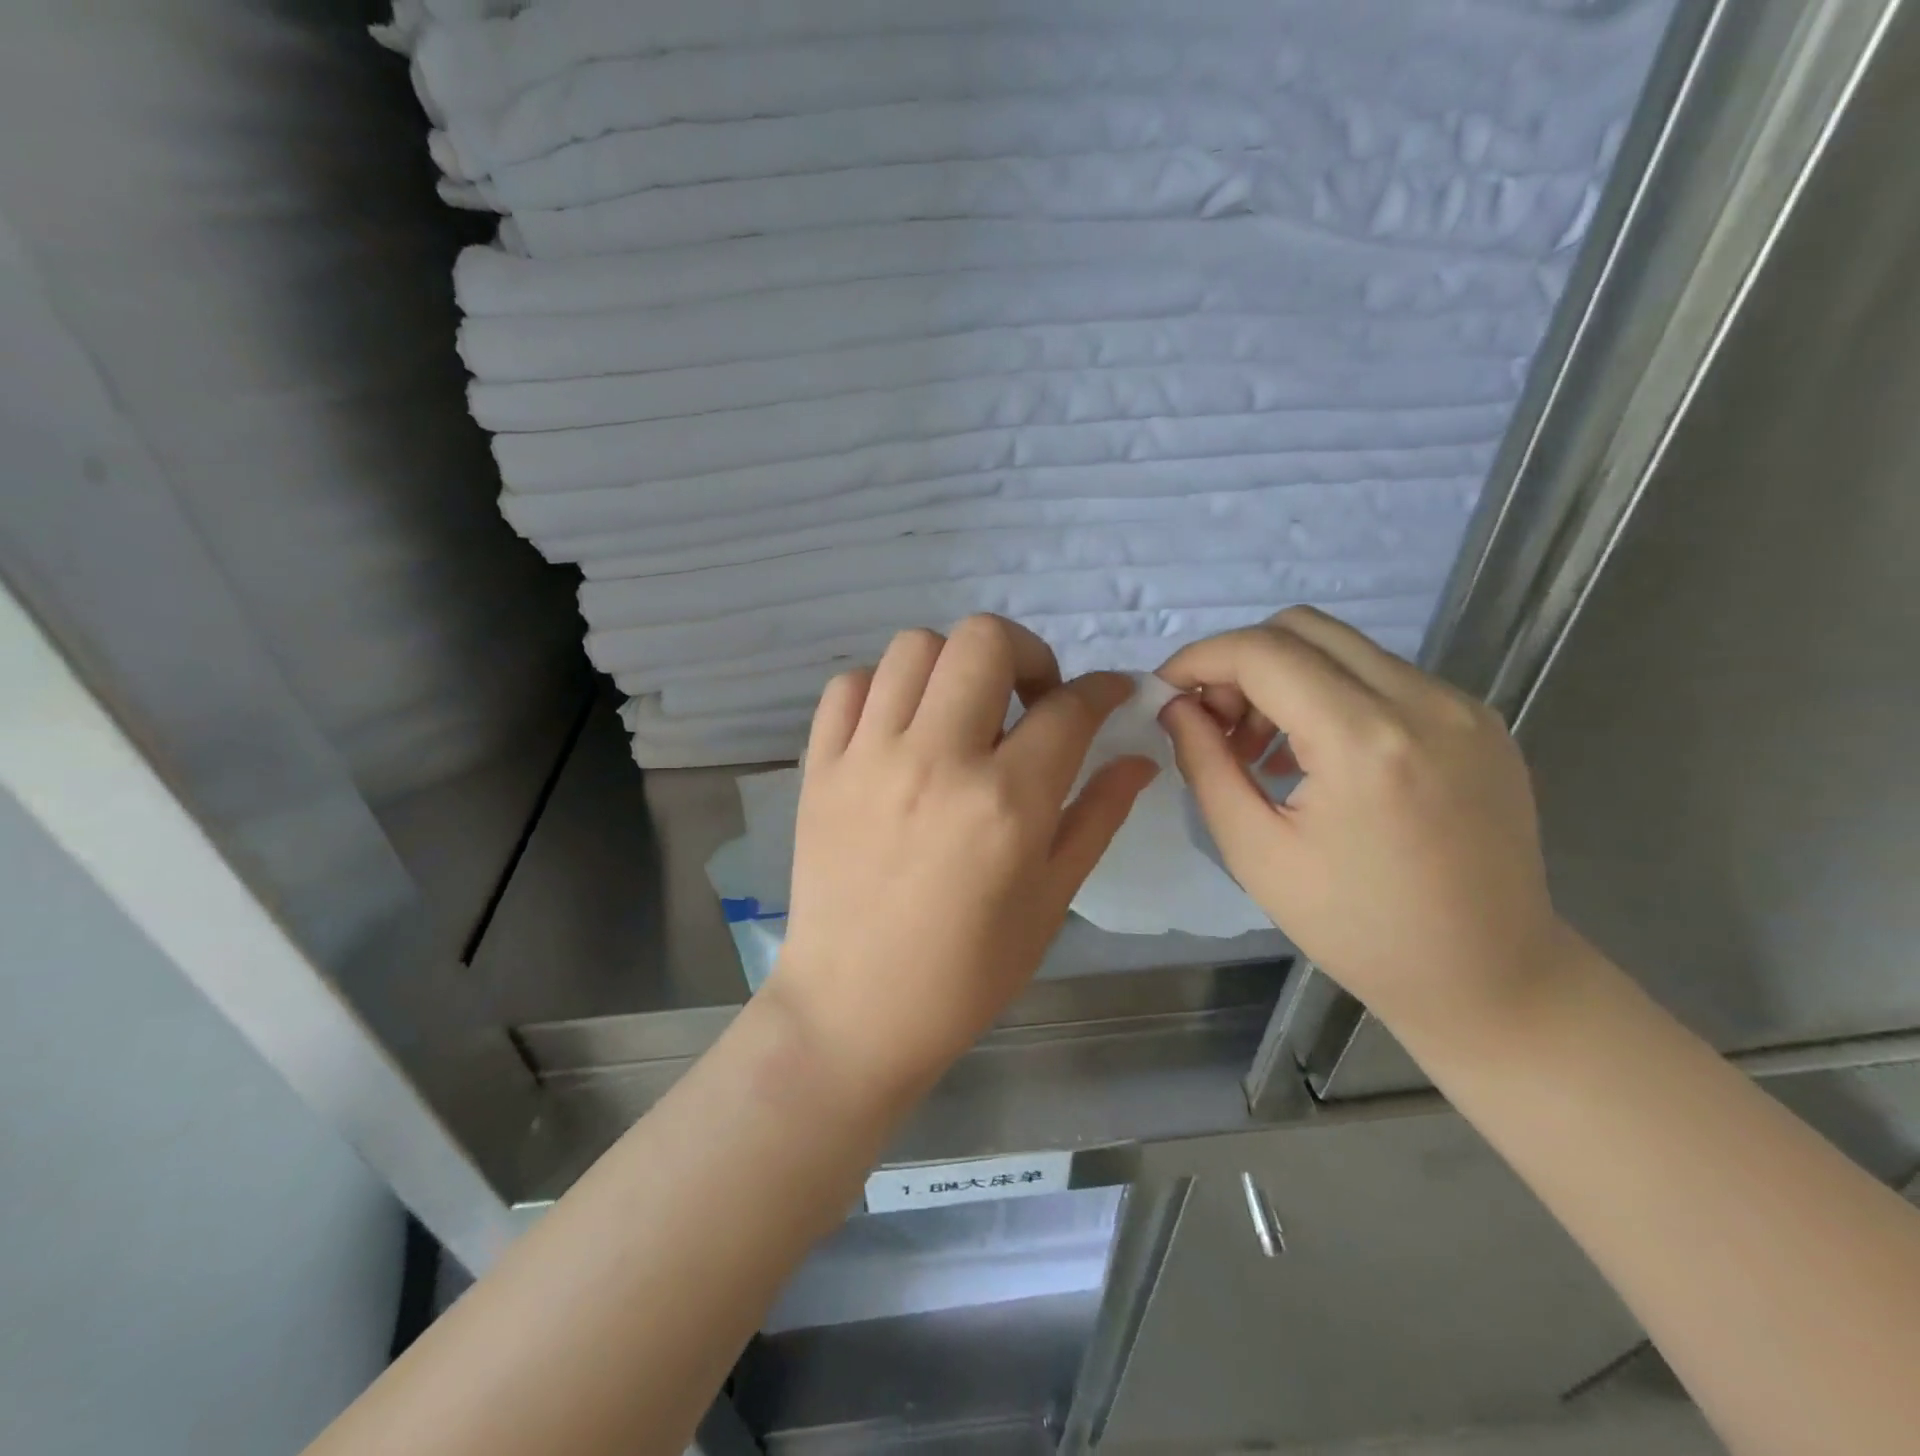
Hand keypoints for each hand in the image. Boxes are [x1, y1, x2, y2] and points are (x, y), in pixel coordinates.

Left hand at [769, 615, 1157, 1102]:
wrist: (854, 1010)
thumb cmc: (966, 971)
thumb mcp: (1051, 900)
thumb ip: (1097, 816)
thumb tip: (1139, 759)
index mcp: (1006, 802)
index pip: (1068, 708)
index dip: (1101, 689)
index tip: (1108, 693)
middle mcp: (936, 760)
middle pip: (984, 640)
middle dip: (1026, 653)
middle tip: (1031, 700)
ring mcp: (868, 757)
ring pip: (915, 647)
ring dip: (954, 664)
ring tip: (963, 710)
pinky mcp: (820, 767)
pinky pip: (850, 686)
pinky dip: (884, 688)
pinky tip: (901, 727)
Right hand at [1157, 607, 1568, 1045]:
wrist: (1488, 976)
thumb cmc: (1356, 928)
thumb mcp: (1255, 851)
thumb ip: (1205, 764)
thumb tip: (1176, 706)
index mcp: (1364, 742)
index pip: (1263, 652)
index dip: (1200, 659)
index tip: (1166, 692)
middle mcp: (1423, 702)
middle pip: (1303, 628)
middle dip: (1240, 661)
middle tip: (1216, 723)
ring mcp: (1461, 706)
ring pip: (1343, 647)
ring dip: (1284, 677)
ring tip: (1265, 748)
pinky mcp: (1479, 720)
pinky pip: (1383, 675)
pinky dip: (1330, 694)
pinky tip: (1319, 756)